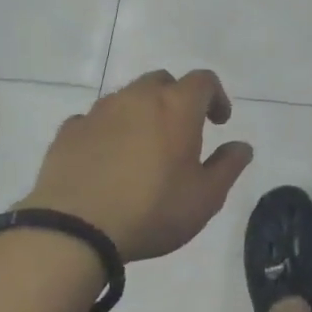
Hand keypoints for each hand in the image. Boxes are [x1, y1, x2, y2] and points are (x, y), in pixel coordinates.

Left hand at [18, 70, 252, 263]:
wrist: (73, 230)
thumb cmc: (151, 211)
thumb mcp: (204, 198)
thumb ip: (228, 167)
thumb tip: (242, 146)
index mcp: (177, 106)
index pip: (204, 80)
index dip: (216, 96)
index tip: (218, 122)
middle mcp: (139, 97)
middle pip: (163, 82)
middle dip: (176, 99)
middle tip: (180, 132)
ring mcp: (100, 110)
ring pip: (127, 97)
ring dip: (140, 113)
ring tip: (140, 148)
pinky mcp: (70, 131)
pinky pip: (94, 120)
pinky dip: (106, 131)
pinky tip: (105, 159)